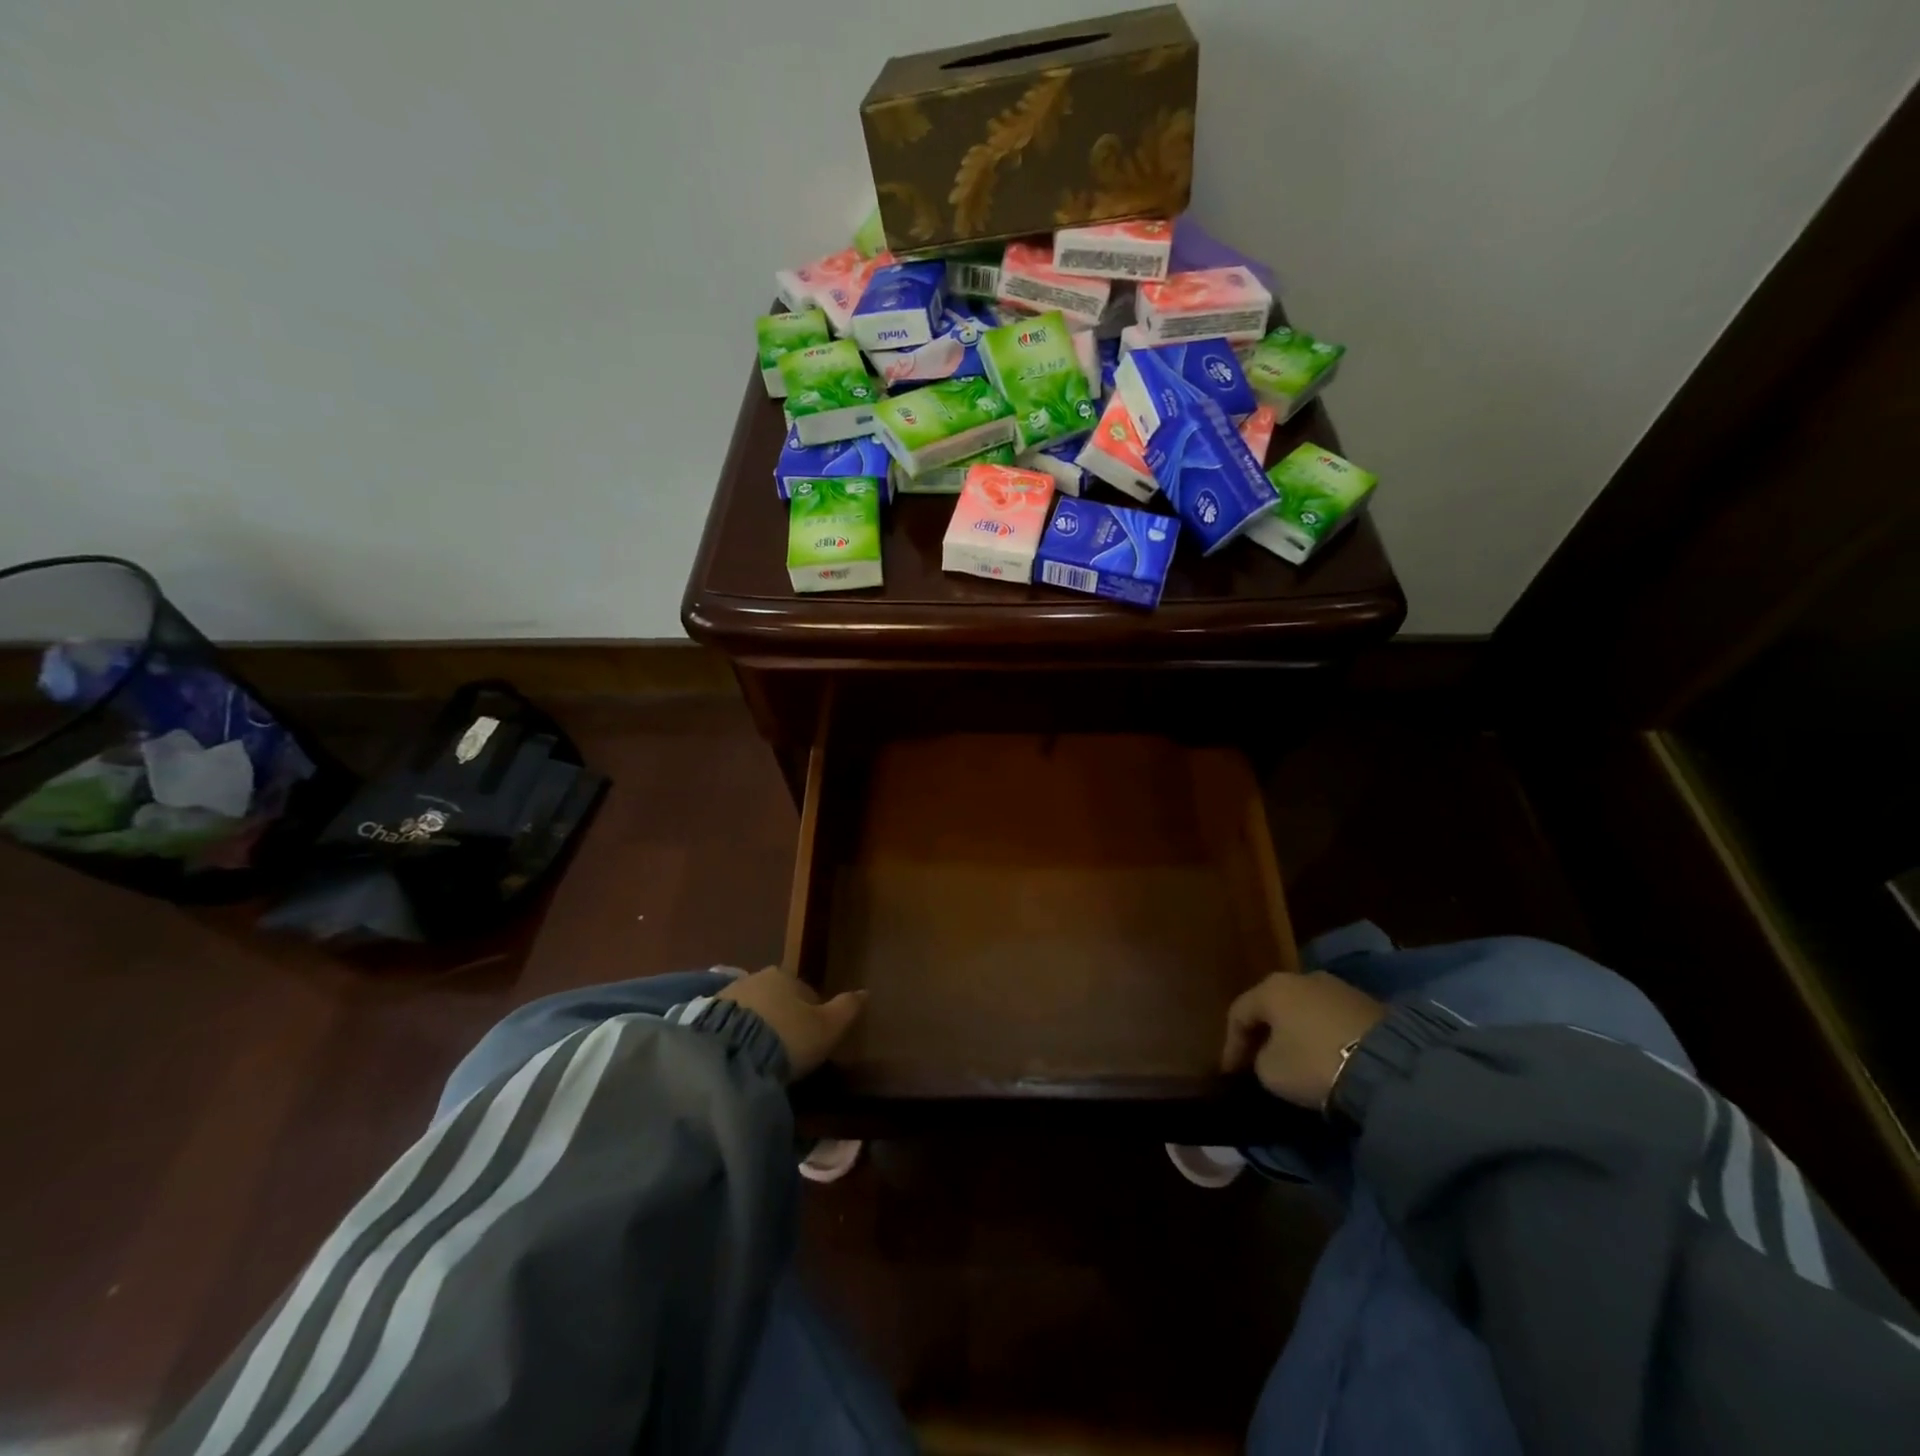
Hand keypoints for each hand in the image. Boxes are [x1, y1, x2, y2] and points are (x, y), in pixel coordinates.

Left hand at [717, 965, 865, 1080]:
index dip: (812, 1016)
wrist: (729, 1055)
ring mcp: (726, 996)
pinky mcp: (701, 1018)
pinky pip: (728, 1028)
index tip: (811, 1042)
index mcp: (785, 975)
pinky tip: (739, 1061)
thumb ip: (847, 1009)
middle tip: (786, 1053)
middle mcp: (754, 978)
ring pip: (751, 1013)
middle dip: (781, 1021)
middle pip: (776, 1000)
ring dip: (756, 1030)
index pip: (805, 993)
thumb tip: (866, 992)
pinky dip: (735, 1040)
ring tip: (760, 1060)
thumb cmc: (787, 1037)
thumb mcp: (827, 1028)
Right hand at [1222, 972, 1387, 1108]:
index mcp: (1271, 987)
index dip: (1231, 1046)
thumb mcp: (1270, 1071)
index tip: (1231, 1074)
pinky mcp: (1367, 1003)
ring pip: (1303, 1011)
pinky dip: (1321, 1036)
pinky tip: (1324, 1056)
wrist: (1389, 1064)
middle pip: (1272, 1007)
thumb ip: (1258, 1059)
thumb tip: (1269, 1056)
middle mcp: (1301, 977)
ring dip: (1294, 1034)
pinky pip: (1330, 1019)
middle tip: (1257, 1062)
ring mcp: (1337, 987)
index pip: (1239, 1014)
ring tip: (1294, 1060)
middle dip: (1263, 1035)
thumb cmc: (1314, 1062)